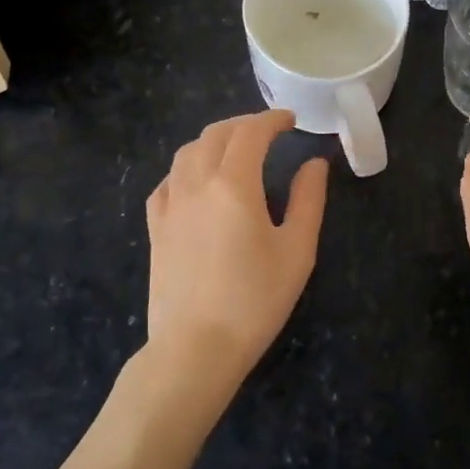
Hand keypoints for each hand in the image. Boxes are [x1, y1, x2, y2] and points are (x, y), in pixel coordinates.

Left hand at [145, 110, 328, 387]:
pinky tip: (197, 182)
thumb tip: (314, 164)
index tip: (290, 121)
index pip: (251, 132)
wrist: (195, 348)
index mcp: (234, 184)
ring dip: (214, 141)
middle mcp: (196, 182)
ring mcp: (170, 204)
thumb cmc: (254, 301)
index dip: (272, 120)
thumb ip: (308, 200)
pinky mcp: (155, 226)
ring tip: (235, 151)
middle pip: (217, 134)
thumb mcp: (296, 250)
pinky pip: (168, 180)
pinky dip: (187, 168)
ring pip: (188, 151)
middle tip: (268, 132)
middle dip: (244, 124)